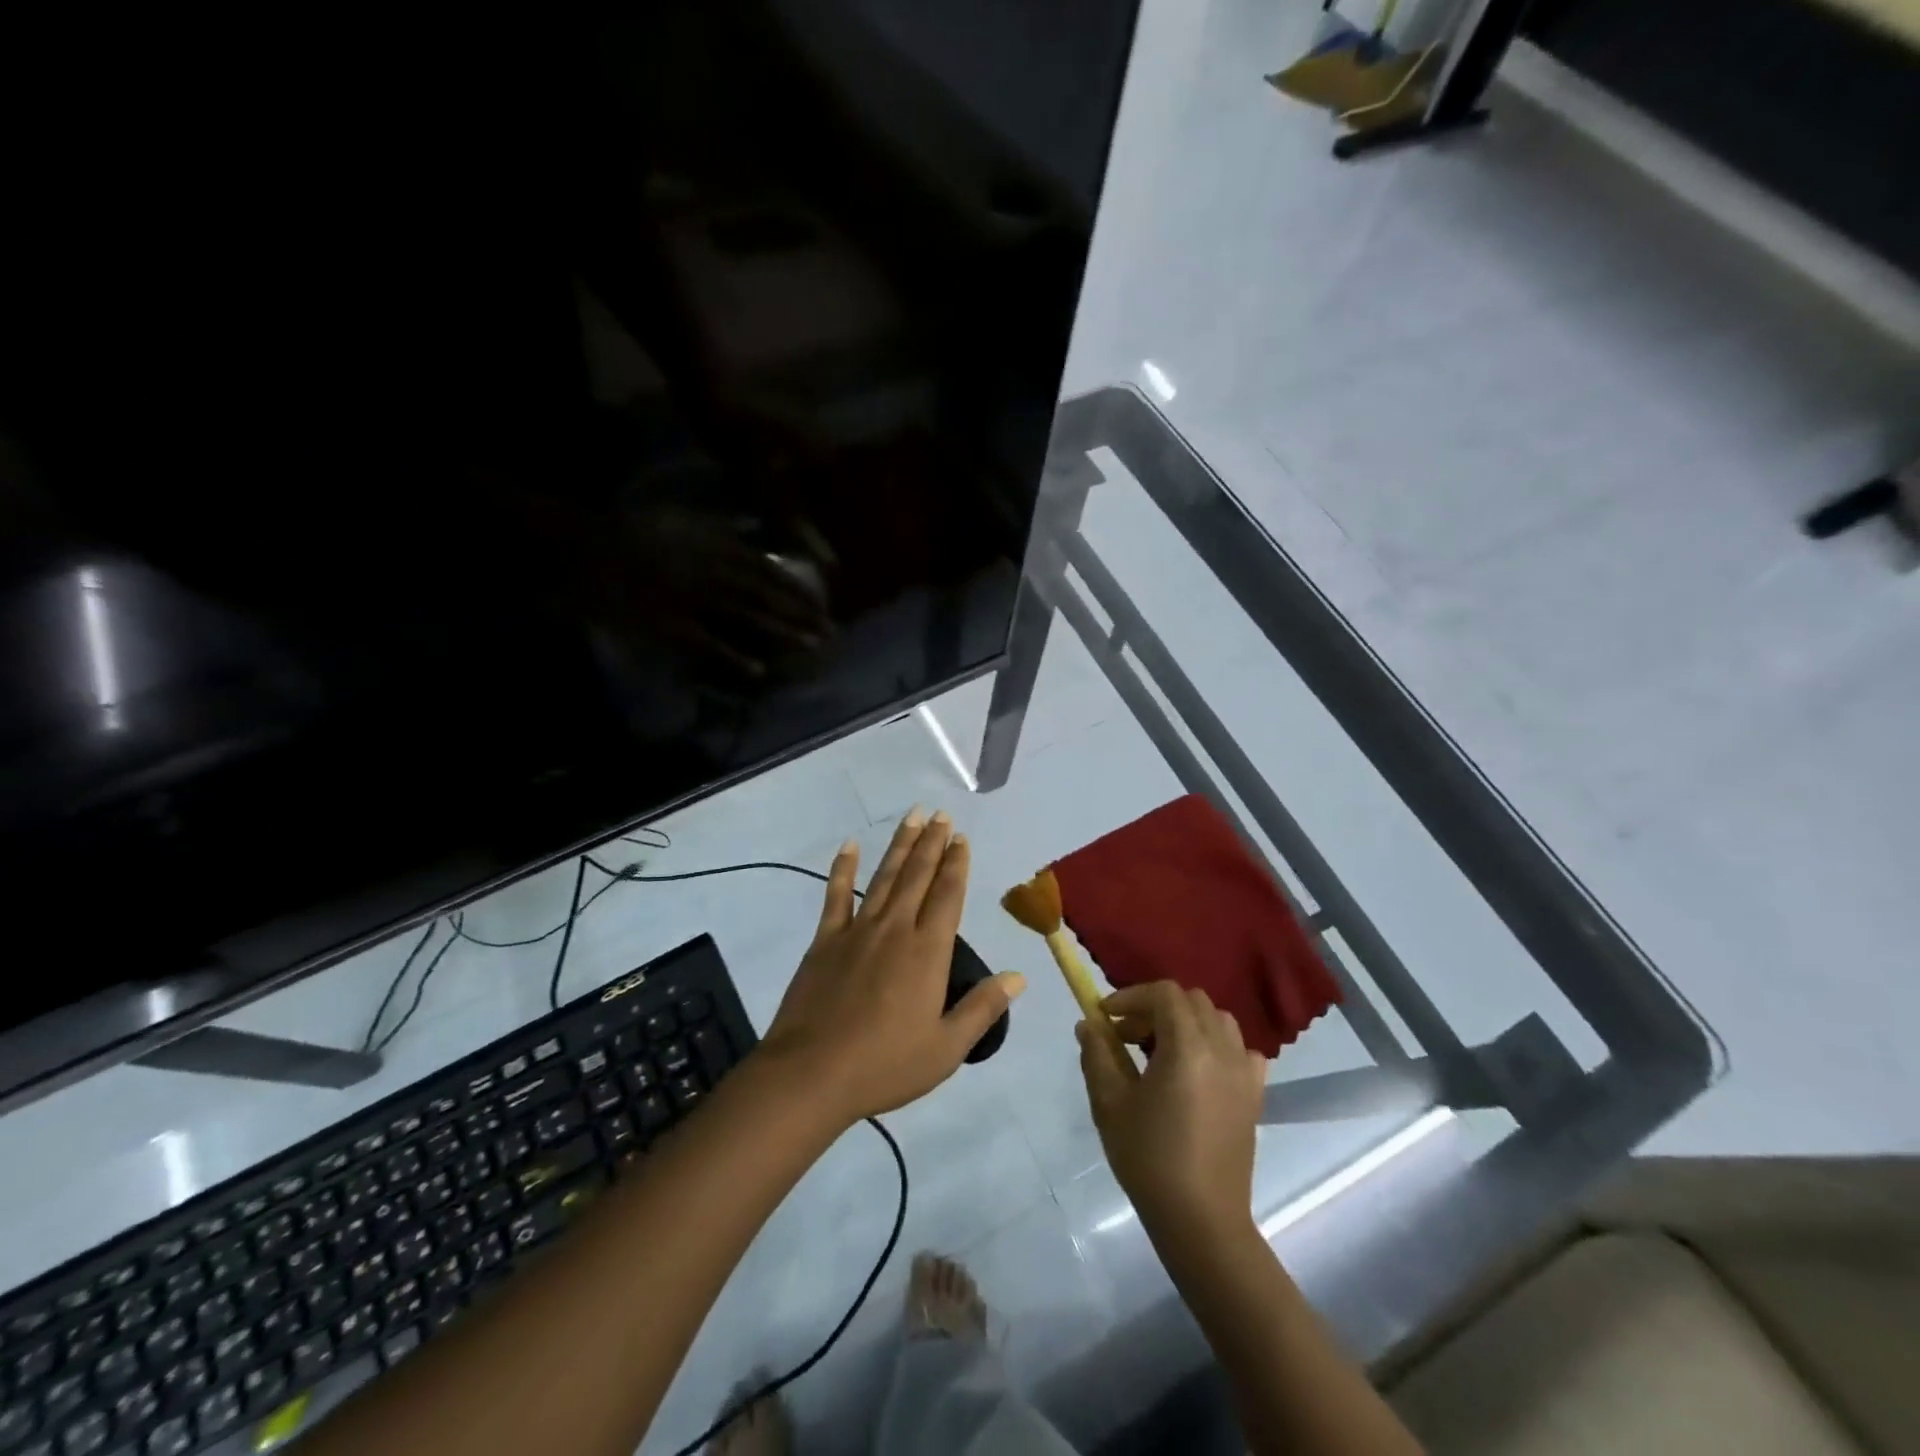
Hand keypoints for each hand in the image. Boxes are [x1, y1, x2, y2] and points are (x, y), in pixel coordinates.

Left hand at [761, 811, 1025, 1127]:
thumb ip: (982, 1008)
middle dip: (932, 843)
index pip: (948, 896)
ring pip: (885, 877)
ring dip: (900, 845)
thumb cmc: (885, 1065)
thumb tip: (1018, 977)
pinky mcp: (825, 940)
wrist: (811, 1074)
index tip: (961, 839)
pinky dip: (843, 868)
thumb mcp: (946, 1048)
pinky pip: (836, 895)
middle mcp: (895, 929)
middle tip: (941, 815)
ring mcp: (857, 931)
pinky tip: (850, 845)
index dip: (956, 864)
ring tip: (913, 817)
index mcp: (927, 952)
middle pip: (918, 876)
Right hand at [1078, 983, 1266, 1239]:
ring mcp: (1243, 1072)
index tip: (1106, 1017)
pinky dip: (1217, 1046)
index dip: (1131, 996)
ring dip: (1186, 1023)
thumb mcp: (1110, 1103)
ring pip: (1217, 1021)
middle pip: (1191, 1001)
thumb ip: (1097, 1055)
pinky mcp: (1255, 1096)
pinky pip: (1240, 1051)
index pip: (1164, 993)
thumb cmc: (1150, 1158)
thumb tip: (1089, 1025)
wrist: (1201, 1221)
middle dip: (1155, 1008)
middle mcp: (1221, 1049)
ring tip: (1160, 1052)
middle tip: (1127, 1036)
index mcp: (1187, 1047)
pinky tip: (1198, 1071)